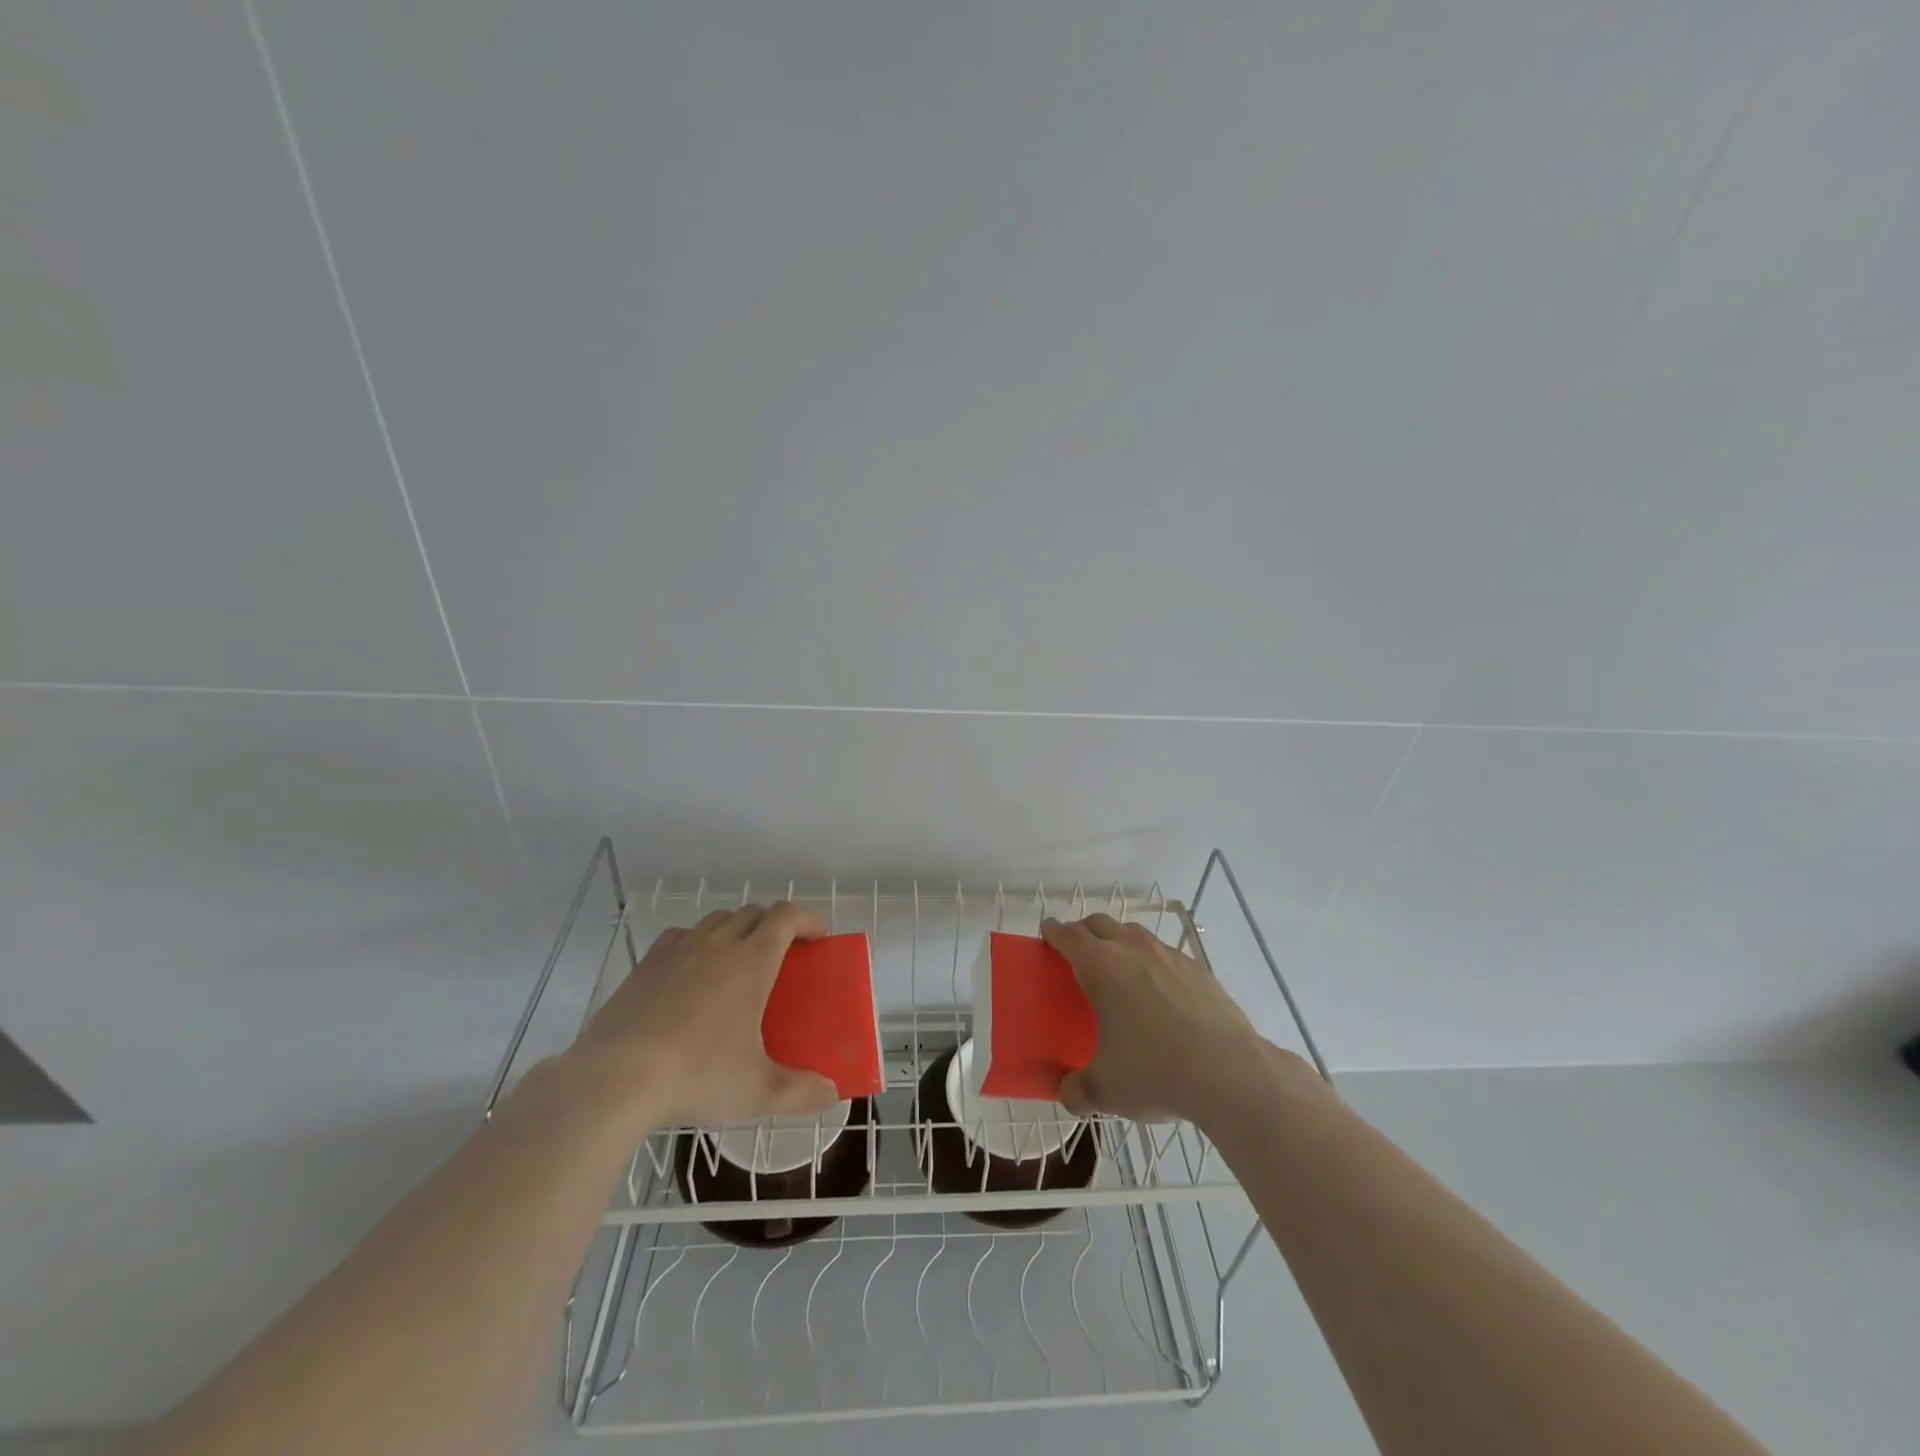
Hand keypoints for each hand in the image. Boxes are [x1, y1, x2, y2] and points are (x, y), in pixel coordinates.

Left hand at [569, 904, 840, 1131]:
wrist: (615, 1079)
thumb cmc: (697, 1075)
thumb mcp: (758, 1091)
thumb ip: (801, 1091)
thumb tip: (831, 1094)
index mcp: (752, 961)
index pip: (786, 916)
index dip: (807, 919)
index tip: (818, 937)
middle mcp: (718, 944)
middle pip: (753, 912)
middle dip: (774, 924)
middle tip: (783, 955)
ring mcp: (678, 950)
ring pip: (716, 920)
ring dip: (736, 929)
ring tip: (738, 961)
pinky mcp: (646, 965)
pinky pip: (680, 936)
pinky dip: (697, 942)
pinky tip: (691, 971)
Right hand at [1041, 914, 1269, 1122]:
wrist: (1228, 1072)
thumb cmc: (1155, 1071)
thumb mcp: (1106, 1090)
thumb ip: (1078, 1090)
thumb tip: (1067, 1094)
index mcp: (1101, 967)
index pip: (1069, 937)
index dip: (1055, 932)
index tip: (1047, 930)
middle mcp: (1133, 950)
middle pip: (1101, 924)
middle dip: (1084, 930)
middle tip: (1076, 948)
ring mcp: (1169, 956)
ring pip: (1135, 933)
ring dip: (1119, 939)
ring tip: (1118, 963)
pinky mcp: (1199, 970)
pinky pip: (1166, 953)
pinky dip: (1153, 959)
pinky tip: (1159, 986)